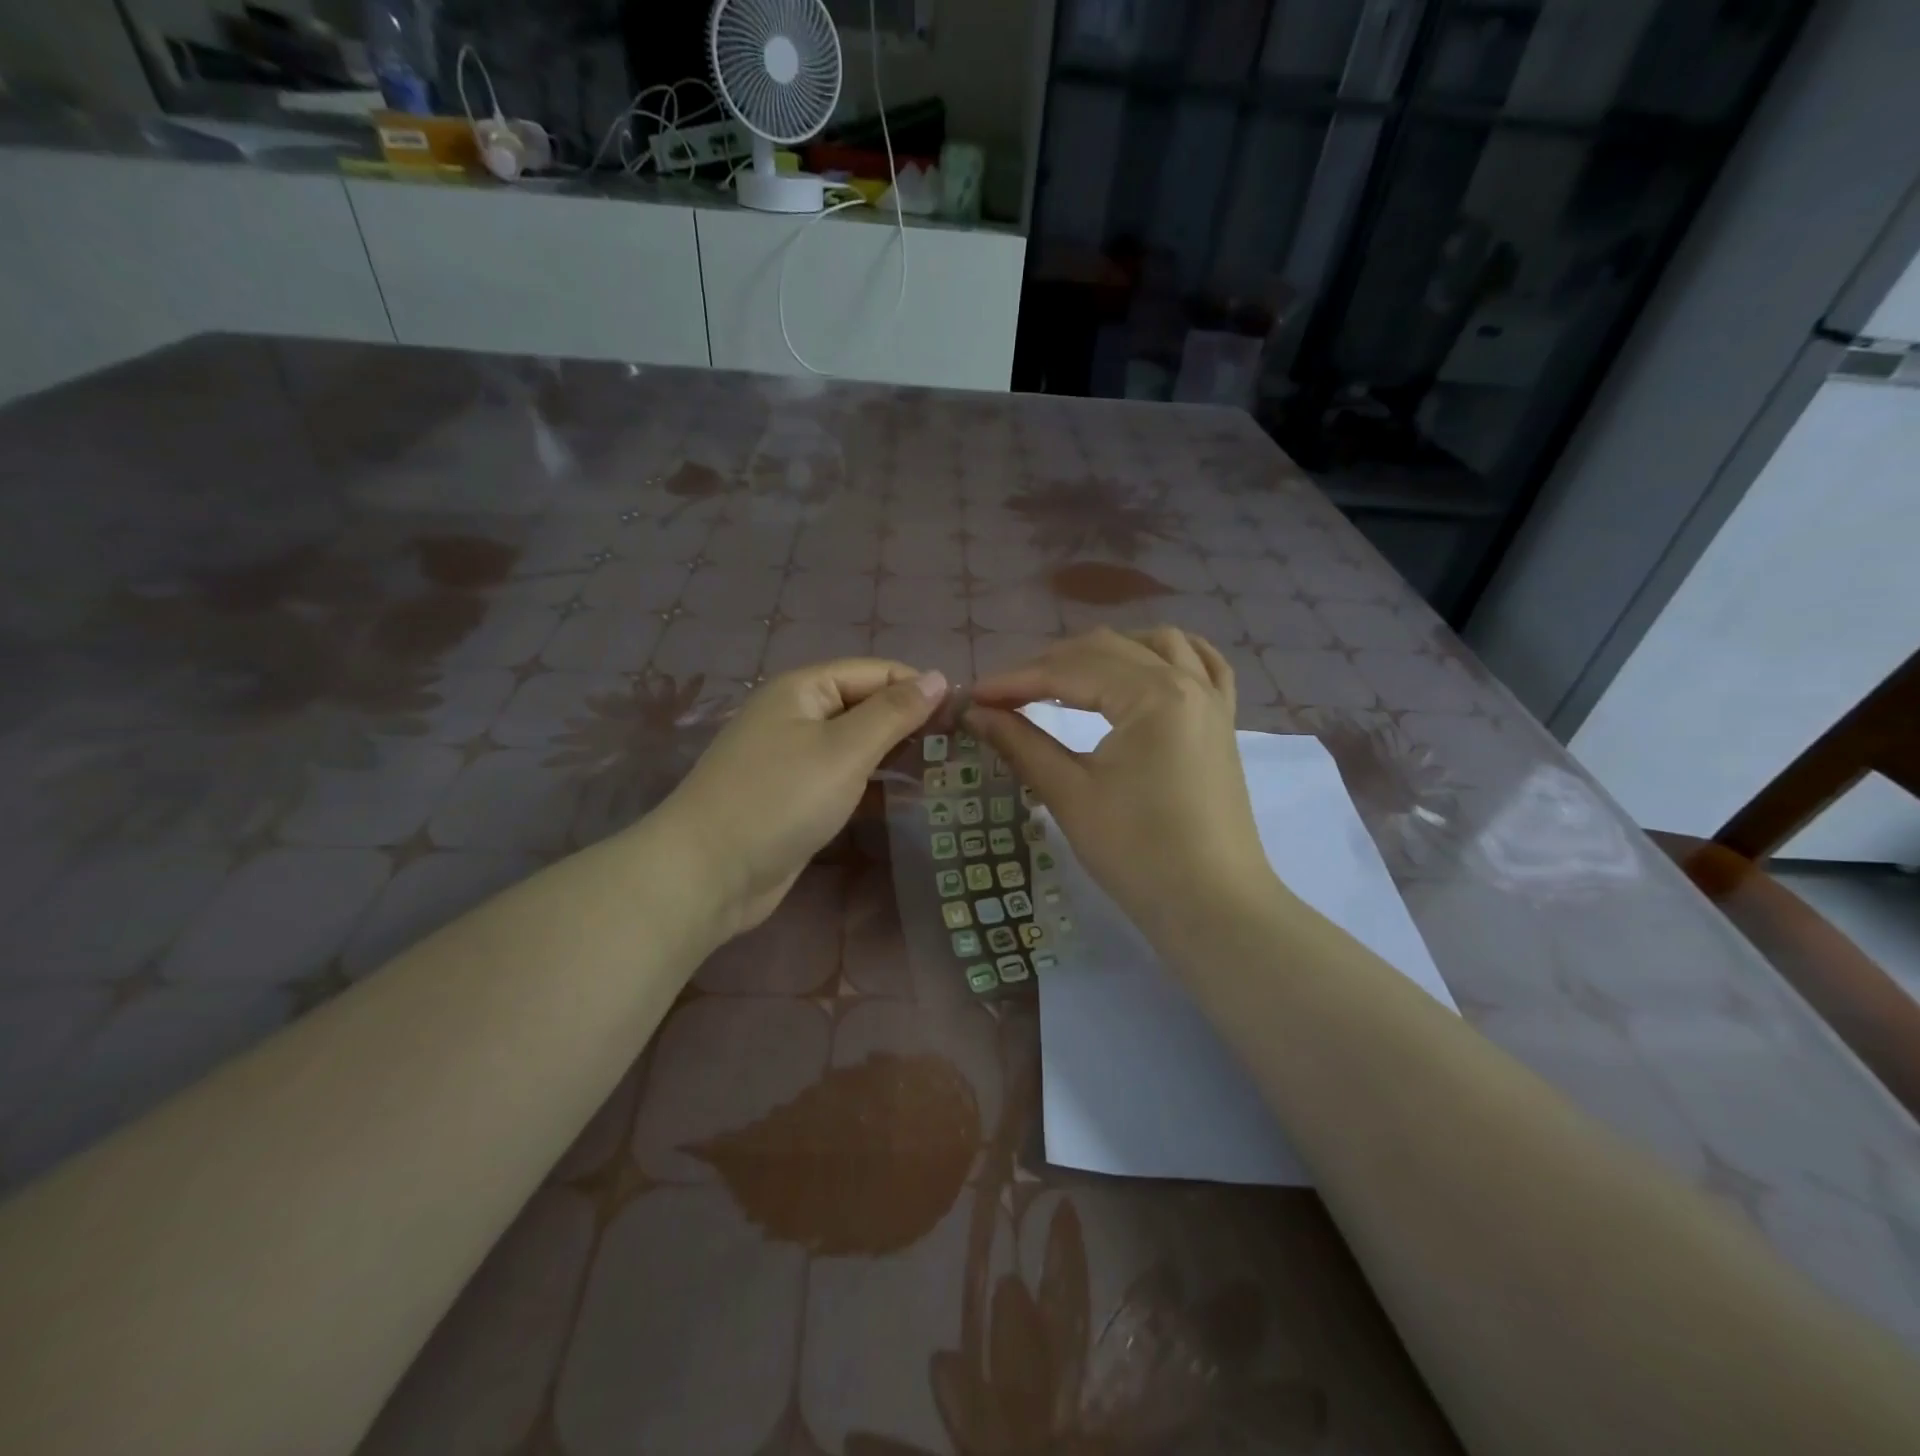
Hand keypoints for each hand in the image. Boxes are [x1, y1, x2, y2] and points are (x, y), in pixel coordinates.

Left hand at [655, 660, 945, 938]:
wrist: (708, 873)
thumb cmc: (780, 799)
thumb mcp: (844, 750)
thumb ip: (894, 713)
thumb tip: (937, 677)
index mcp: (804, 688)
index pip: (876, 672)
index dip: (920, 688)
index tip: (964, 716)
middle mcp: (798, 715)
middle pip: (866, 706)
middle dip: (911, 724)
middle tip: (959, 749)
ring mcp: (794, 757)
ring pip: (858, 745)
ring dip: (897, 756)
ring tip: (944, 772)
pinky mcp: (796, 796)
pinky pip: (845, 778)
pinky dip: (875, 785)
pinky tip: (908, 799)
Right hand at [965, 627, 1274, 950]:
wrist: (1212, 907)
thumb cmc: (1138, 853)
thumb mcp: (1070, 795)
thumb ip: (1021, 743)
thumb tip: (976, 713)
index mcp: (1153, 695)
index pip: (1070, 671)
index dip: (1015, 681)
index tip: (973, 695)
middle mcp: (1187, 681)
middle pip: (1107, 650)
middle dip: (1049, 665)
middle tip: (1004, 695)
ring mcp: (1212, 699)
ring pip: (1156, 644)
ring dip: (1104, 651)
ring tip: (1064, 676)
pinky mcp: (1222, 722)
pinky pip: (1203, 665)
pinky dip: (1166, 655)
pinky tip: (1144, 662)